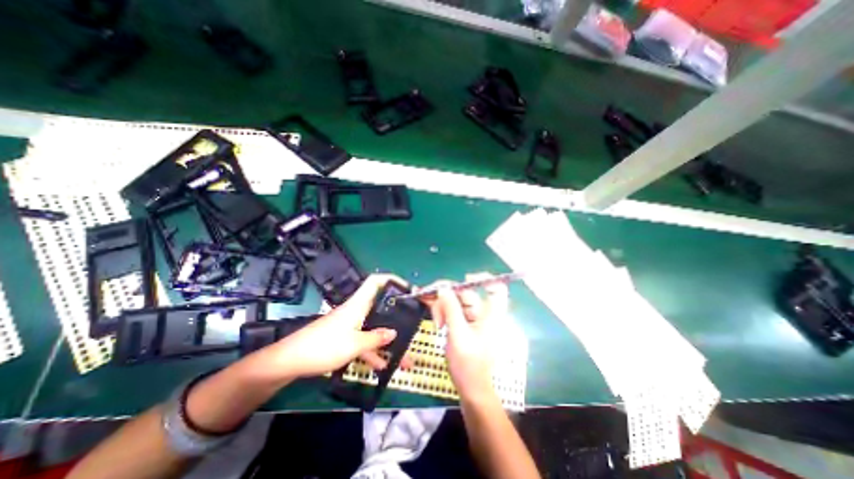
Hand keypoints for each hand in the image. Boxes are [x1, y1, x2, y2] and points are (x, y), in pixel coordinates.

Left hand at [260, 273, 405, 380]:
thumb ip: (376, 338)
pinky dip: (373, 351)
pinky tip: (382, 366)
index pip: (376, 281)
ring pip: (374, 328)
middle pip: (380, 307)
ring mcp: (350, 325)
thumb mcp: (354, 344)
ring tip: (405, 356)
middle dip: (397, 315)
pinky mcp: (344, 337)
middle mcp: (356, 311)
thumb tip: (394, 333)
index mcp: (359, 304)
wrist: (289, 361)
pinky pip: (364, 341)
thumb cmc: (324, 346)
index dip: (392, 279)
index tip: (407, 287)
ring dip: (387, 341)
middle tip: (412, 322)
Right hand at [425, 273, 508, 404]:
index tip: (465, 279)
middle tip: (433, 304)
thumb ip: (451, 310)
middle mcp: (484, 313)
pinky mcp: (464, 323)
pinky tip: (437, 323)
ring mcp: (473, 318)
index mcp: (491, 315)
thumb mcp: (458, 335)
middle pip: (467, 293)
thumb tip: (443, 288)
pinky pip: (452, 309)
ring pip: (456, 300)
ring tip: (437, 324)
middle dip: (448, 297)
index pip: (497, 288)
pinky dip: (443, 313)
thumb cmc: (469, 365)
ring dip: (443, 307)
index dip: (484, 279)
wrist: (470, 388)